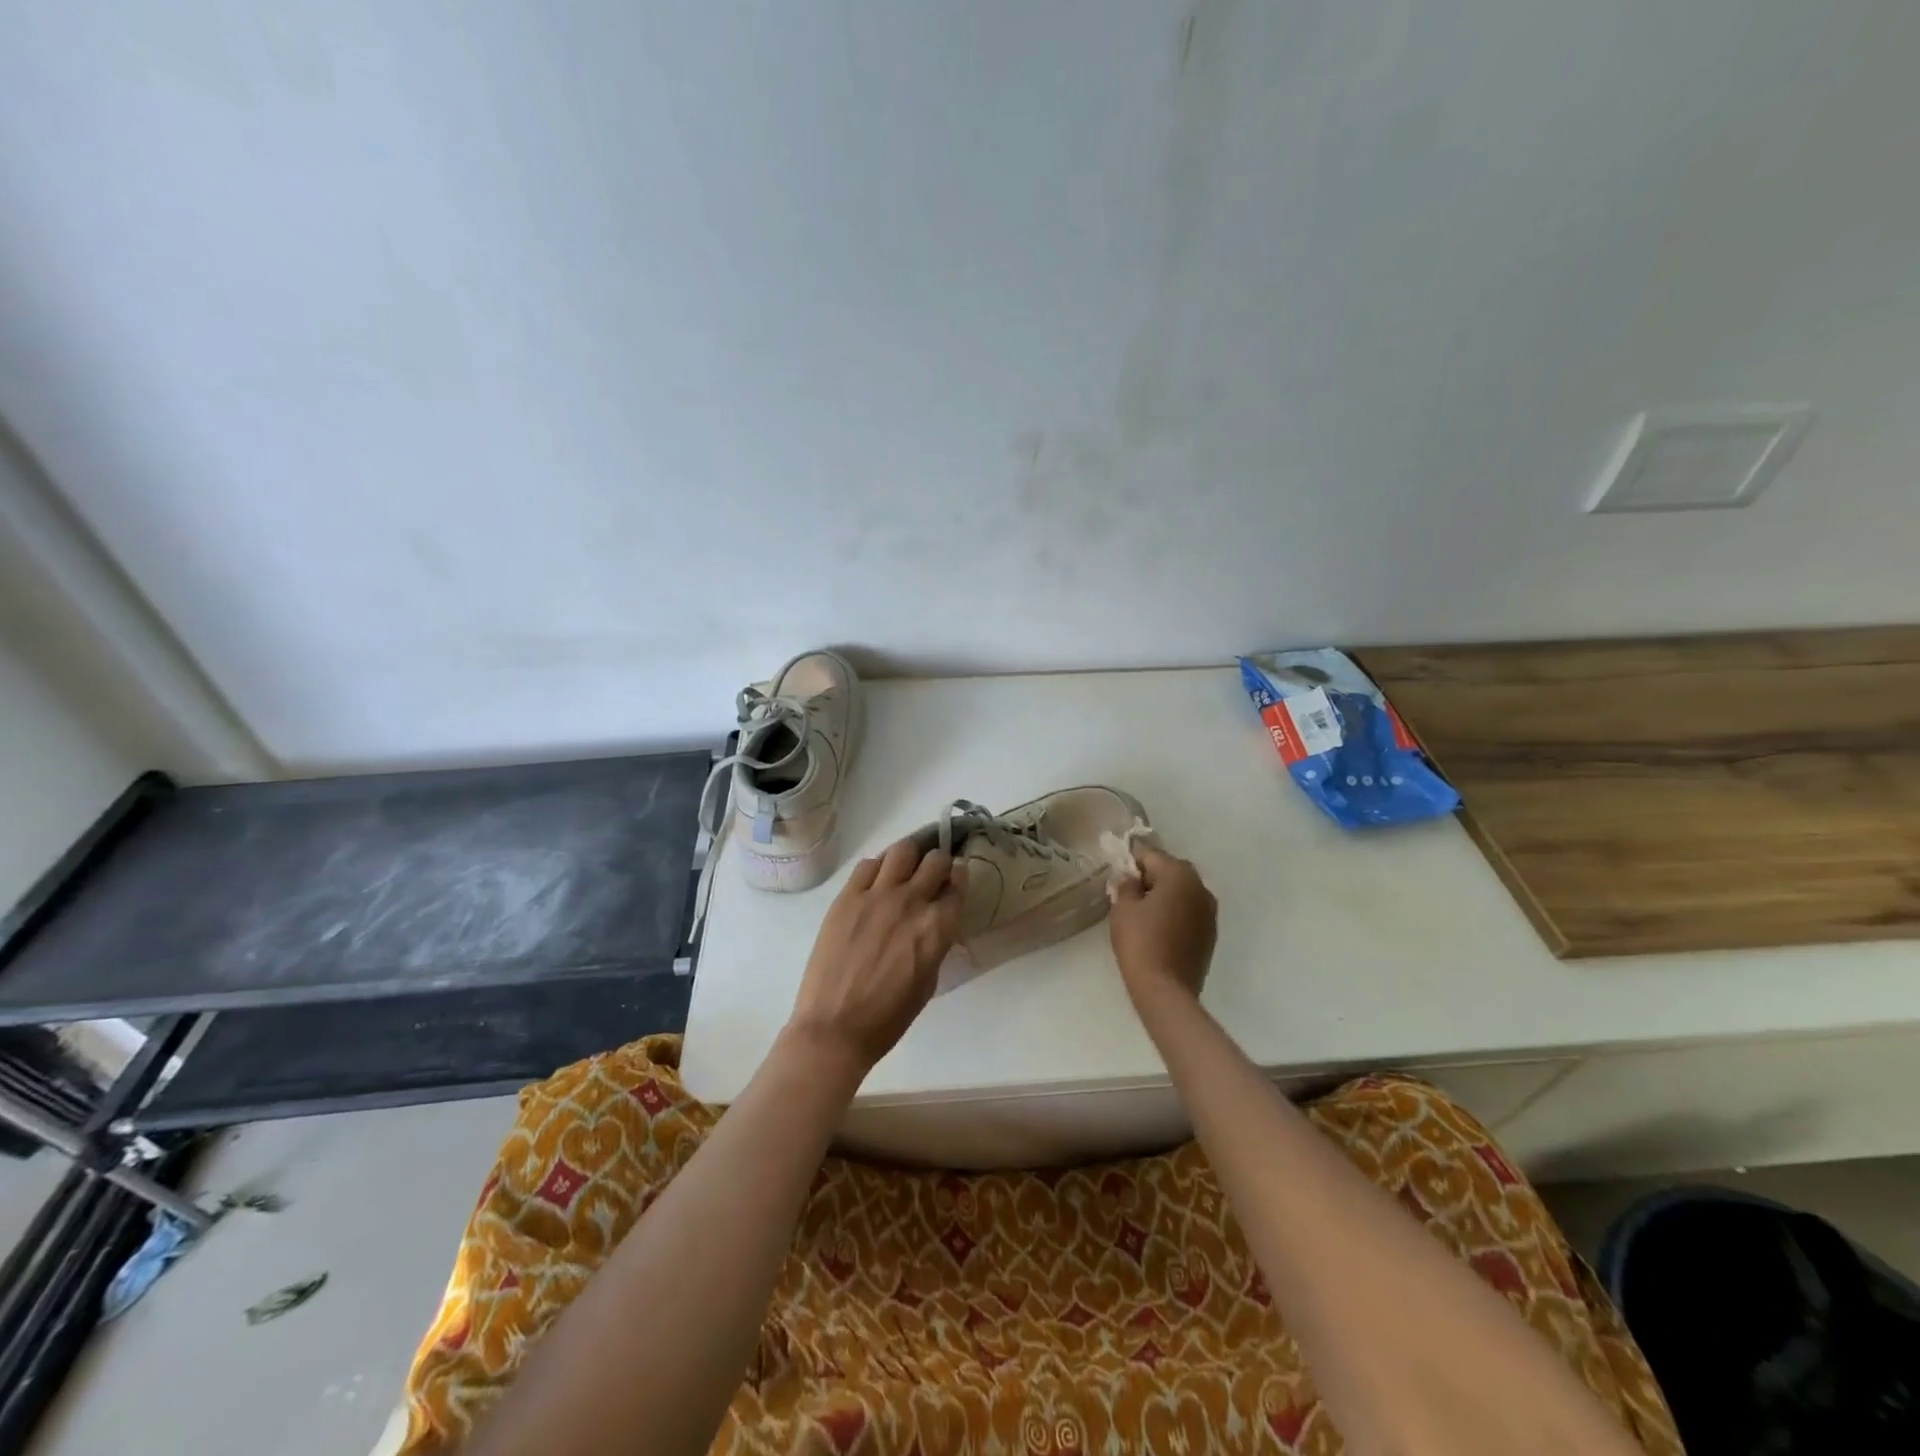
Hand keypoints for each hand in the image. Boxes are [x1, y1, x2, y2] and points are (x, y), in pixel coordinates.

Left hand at [784, 838, 965, 1084]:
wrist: (835, 1028)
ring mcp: (876, 895)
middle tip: (934, 870)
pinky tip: (878, 880)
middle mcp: (911, 901)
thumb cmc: (888, 1018)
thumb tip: (935, 921)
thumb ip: (936, 942)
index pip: (958, 884)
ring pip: (902, 850)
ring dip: (911, 855)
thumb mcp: (929, 980)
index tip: (956, 875)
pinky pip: (868, 865)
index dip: (959, 877)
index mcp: (938, 927)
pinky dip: (879, 866)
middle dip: (939, 861)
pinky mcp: (847, 896)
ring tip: (906, 866)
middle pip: (934, 859)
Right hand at [1109, 845, 1217, 1005]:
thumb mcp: (1123, 908)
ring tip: (1145, 914)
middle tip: (1130, 895)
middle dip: (1152, 877)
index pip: (1152, 856)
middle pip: (1172, 871)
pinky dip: (1177, 913)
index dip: (1132, 864)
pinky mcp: (1211, 934)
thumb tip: (1130, 878)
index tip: (1119, 878)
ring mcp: (1210, 912)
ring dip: (1167, 895)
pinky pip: (1190, 912)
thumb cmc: (1140, 942)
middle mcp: (1201, 888)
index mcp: (1179, 875)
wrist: (1165, 989)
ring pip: (1184, 892)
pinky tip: (1160, 930)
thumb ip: (1126, 885)